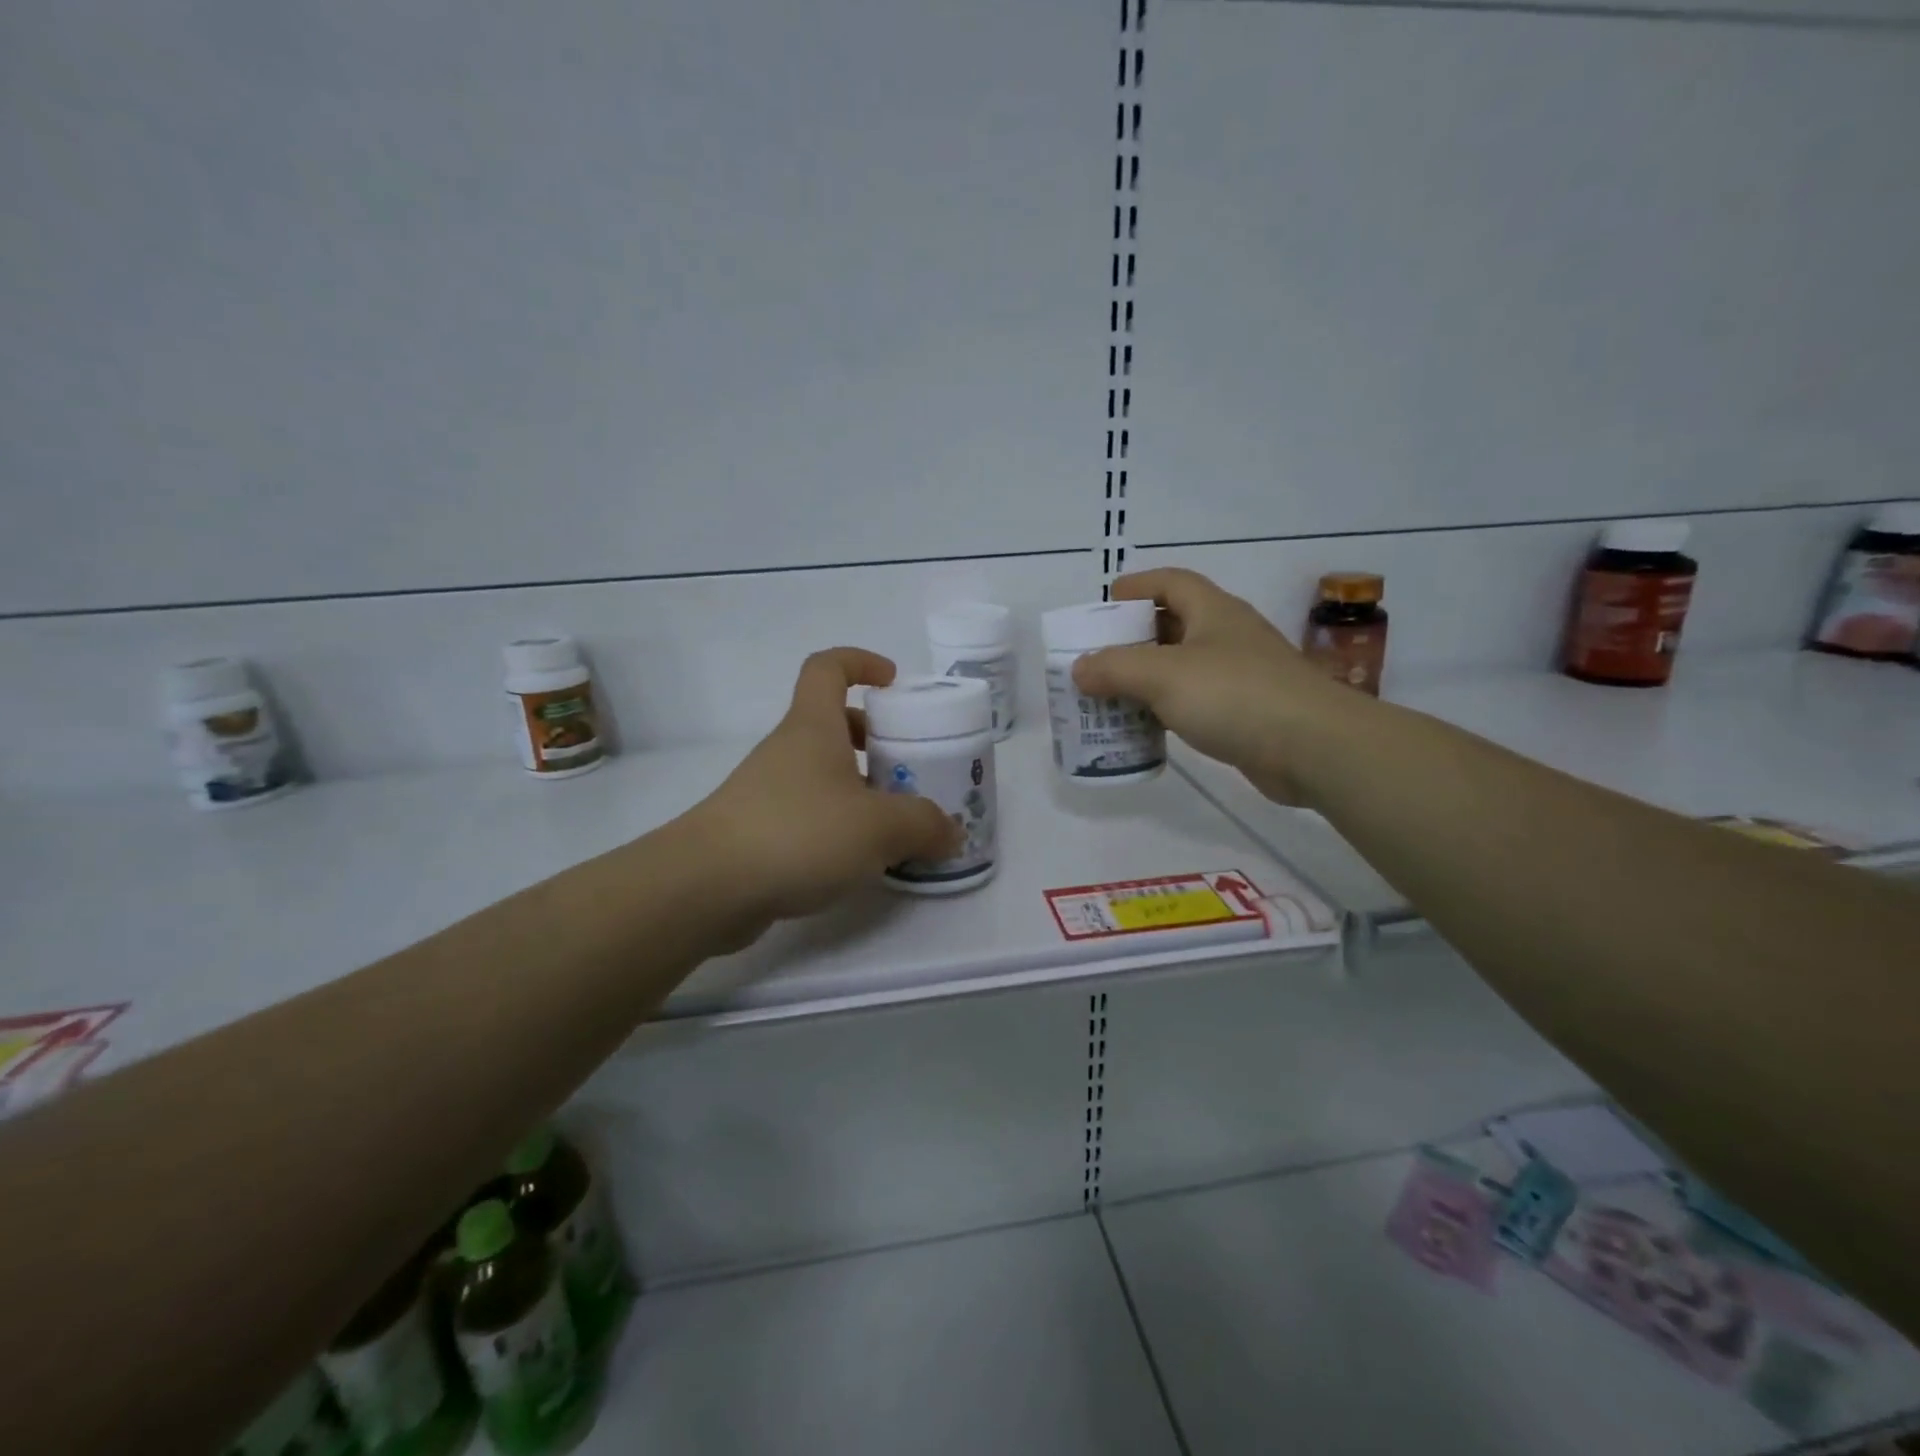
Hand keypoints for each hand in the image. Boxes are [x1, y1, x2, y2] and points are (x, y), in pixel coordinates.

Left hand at [685, 648, 960, 928]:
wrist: (706, 887)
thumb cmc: (799, 833)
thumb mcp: (880, 828)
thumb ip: (925, 826)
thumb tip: (951, 832)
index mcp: (814, 728)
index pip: (828, 667)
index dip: (861, 662)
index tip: (893, 682)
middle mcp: (788, 751)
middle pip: (832, 724)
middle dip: (875, 739)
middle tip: (910, 767)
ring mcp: (767, 791)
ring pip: (822, 773)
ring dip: (859, 788)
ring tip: (896, 823)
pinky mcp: (757, 832)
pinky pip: (808, 813)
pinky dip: (837, 824)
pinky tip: (859, 859)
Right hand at [1070, 568, 1349, 802]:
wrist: (1313, 747)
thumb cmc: (1234, 695)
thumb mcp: (1163, 675)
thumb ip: (1114, 669)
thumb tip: (1078, 669)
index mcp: (1213, 611)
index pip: (1170, 582)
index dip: (1136, 587)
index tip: (1103, 607)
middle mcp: (1227, 636)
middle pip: (1172, 625)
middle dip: (1132, 639)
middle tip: (1096, 658)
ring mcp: (1240, 675)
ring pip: (1182, 667)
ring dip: (1146, 678)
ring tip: (1110, 695)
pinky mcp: (1246, 712)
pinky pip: (1195, 701)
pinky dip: (1167, 708)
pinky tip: (1146, 727)